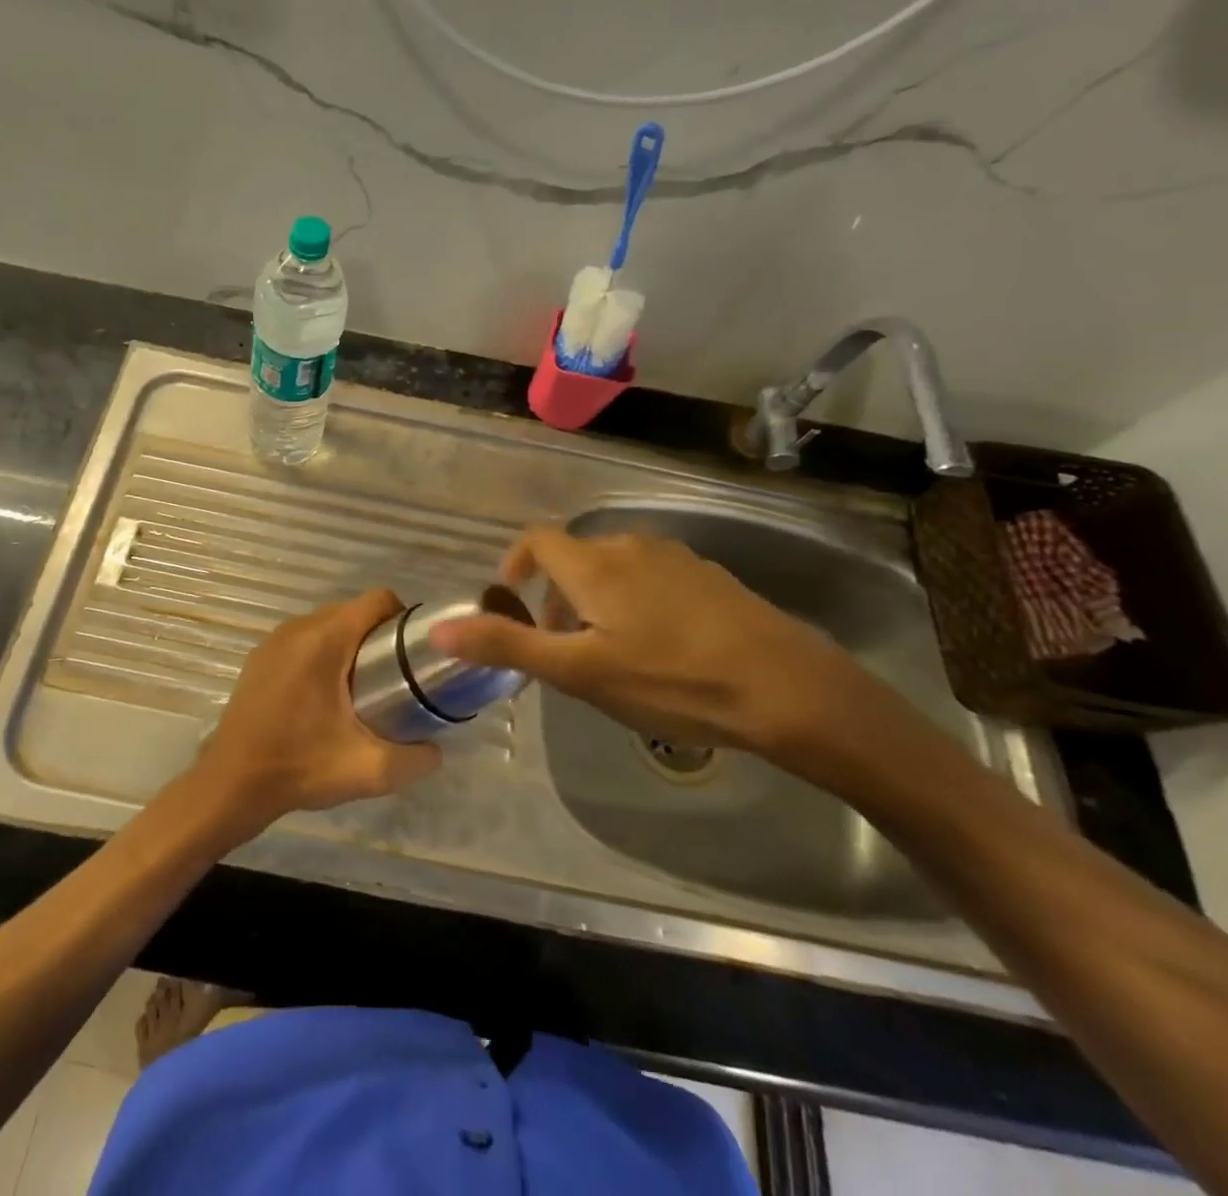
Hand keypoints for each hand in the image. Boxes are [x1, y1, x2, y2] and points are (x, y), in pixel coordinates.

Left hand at [194, 589, 441, 835]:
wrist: (231, 784)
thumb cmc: (299, 767)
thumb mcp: (369, 771)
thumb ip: (415, 758)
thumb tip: (436, 748)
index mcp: (326, 638)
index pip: (378, 600)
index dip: (405, 618)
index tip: (415, 654)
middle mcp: (299, 627)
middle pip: (354, 611)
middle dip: (379, 636)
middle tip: (394, 678)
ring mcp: (275, 639)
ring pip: (328, 624)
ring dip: (350, 645)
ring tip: (363, 688)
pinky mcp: (260, 656)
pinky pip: (304, 639)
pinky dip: (323, 653)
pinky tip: (325, 696)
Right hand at [429, 526, 914, 770]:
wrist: (787, 688)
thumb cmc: (669, 679)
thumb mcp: (578, 672)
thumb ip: (506, 646)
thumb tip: (439, 629)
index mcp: (593, 564)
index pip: (537, 540)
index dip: (516, 564)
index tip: (512, 601)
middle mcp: (631, 546)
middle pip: (576, 558)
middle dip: (556, 596)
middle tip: (561, 649)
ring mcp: (677, 559)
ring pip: (616, 569)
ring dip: (596, 601)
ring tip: (608, 655)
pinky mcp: (710, 578)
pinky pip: (653, 579)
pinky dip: (635, 602)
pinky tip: (660, 651)